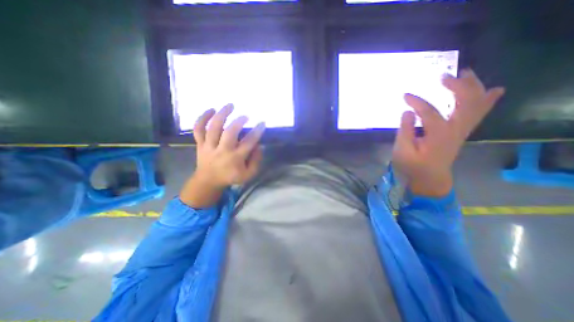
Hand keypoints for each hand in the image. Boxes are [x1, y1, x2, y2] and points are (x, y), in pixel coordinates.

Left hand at [180, 104, 264, 207]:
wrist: (208, 181)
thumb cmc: (230, 177)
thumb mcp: (248, 174)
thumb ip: (256, 161)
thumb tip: (259, 146)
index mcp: (235, 158)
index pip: (248, 143)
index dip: (257, 132)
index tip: (262, 123)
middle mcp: (222, 150)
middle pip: (229, 133)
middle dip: (238, 122)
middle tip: (245, 116)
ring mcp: (209, 146)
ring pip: (213, 128)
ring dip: (222, 115)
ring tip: (230, 105)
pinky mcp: (200, 143)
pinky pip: (198, 129)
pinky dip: (202, 118)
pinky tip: (211, 110)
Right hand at [393, 69, 503, 196]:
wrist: (429, 178)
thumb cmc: (413, 165)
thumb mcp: (402, 150)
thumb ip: (404, 131)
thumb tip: (408, 112)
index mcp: (439, 135)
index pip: (430, 111)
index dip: (417, 102)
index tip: (405, 95)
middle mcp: (456, 130)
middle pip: (466, 102)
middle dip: (457, 86)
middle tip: (443, 76)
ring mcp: (462, 131)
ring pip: (477, 105)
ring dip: (474, 87)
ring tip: (466, 73)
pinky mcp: (461, 133)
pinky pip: (479, 114)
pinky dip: (487, 100)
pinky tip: (492, 90)